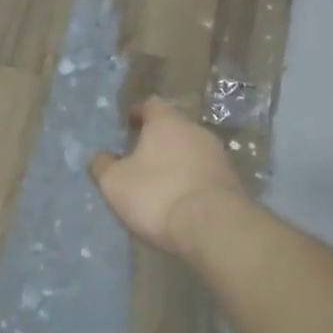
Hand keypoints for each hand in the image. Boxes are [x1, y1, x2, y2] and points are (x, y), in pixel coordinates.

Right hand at [90, 98, 246, 255]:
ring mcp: (218, 156)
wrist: (214, 227)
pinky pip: (204, 174)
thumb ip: (103, 165)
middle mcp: (196, 131)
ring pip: (191, 151)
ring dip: (175, 162)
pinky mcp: (232, 182)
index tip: (126, 125)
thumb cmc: (157, 194)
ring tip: (158, 182)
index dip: (137, 112)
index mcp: (167, 121)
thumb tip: (100, 157)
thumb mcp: (115, 182)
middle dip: (157, 140)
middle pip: (173, 127)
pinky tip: (179, 200)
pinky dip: (191, 181)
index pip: (151, 104)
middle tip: (138, 157)